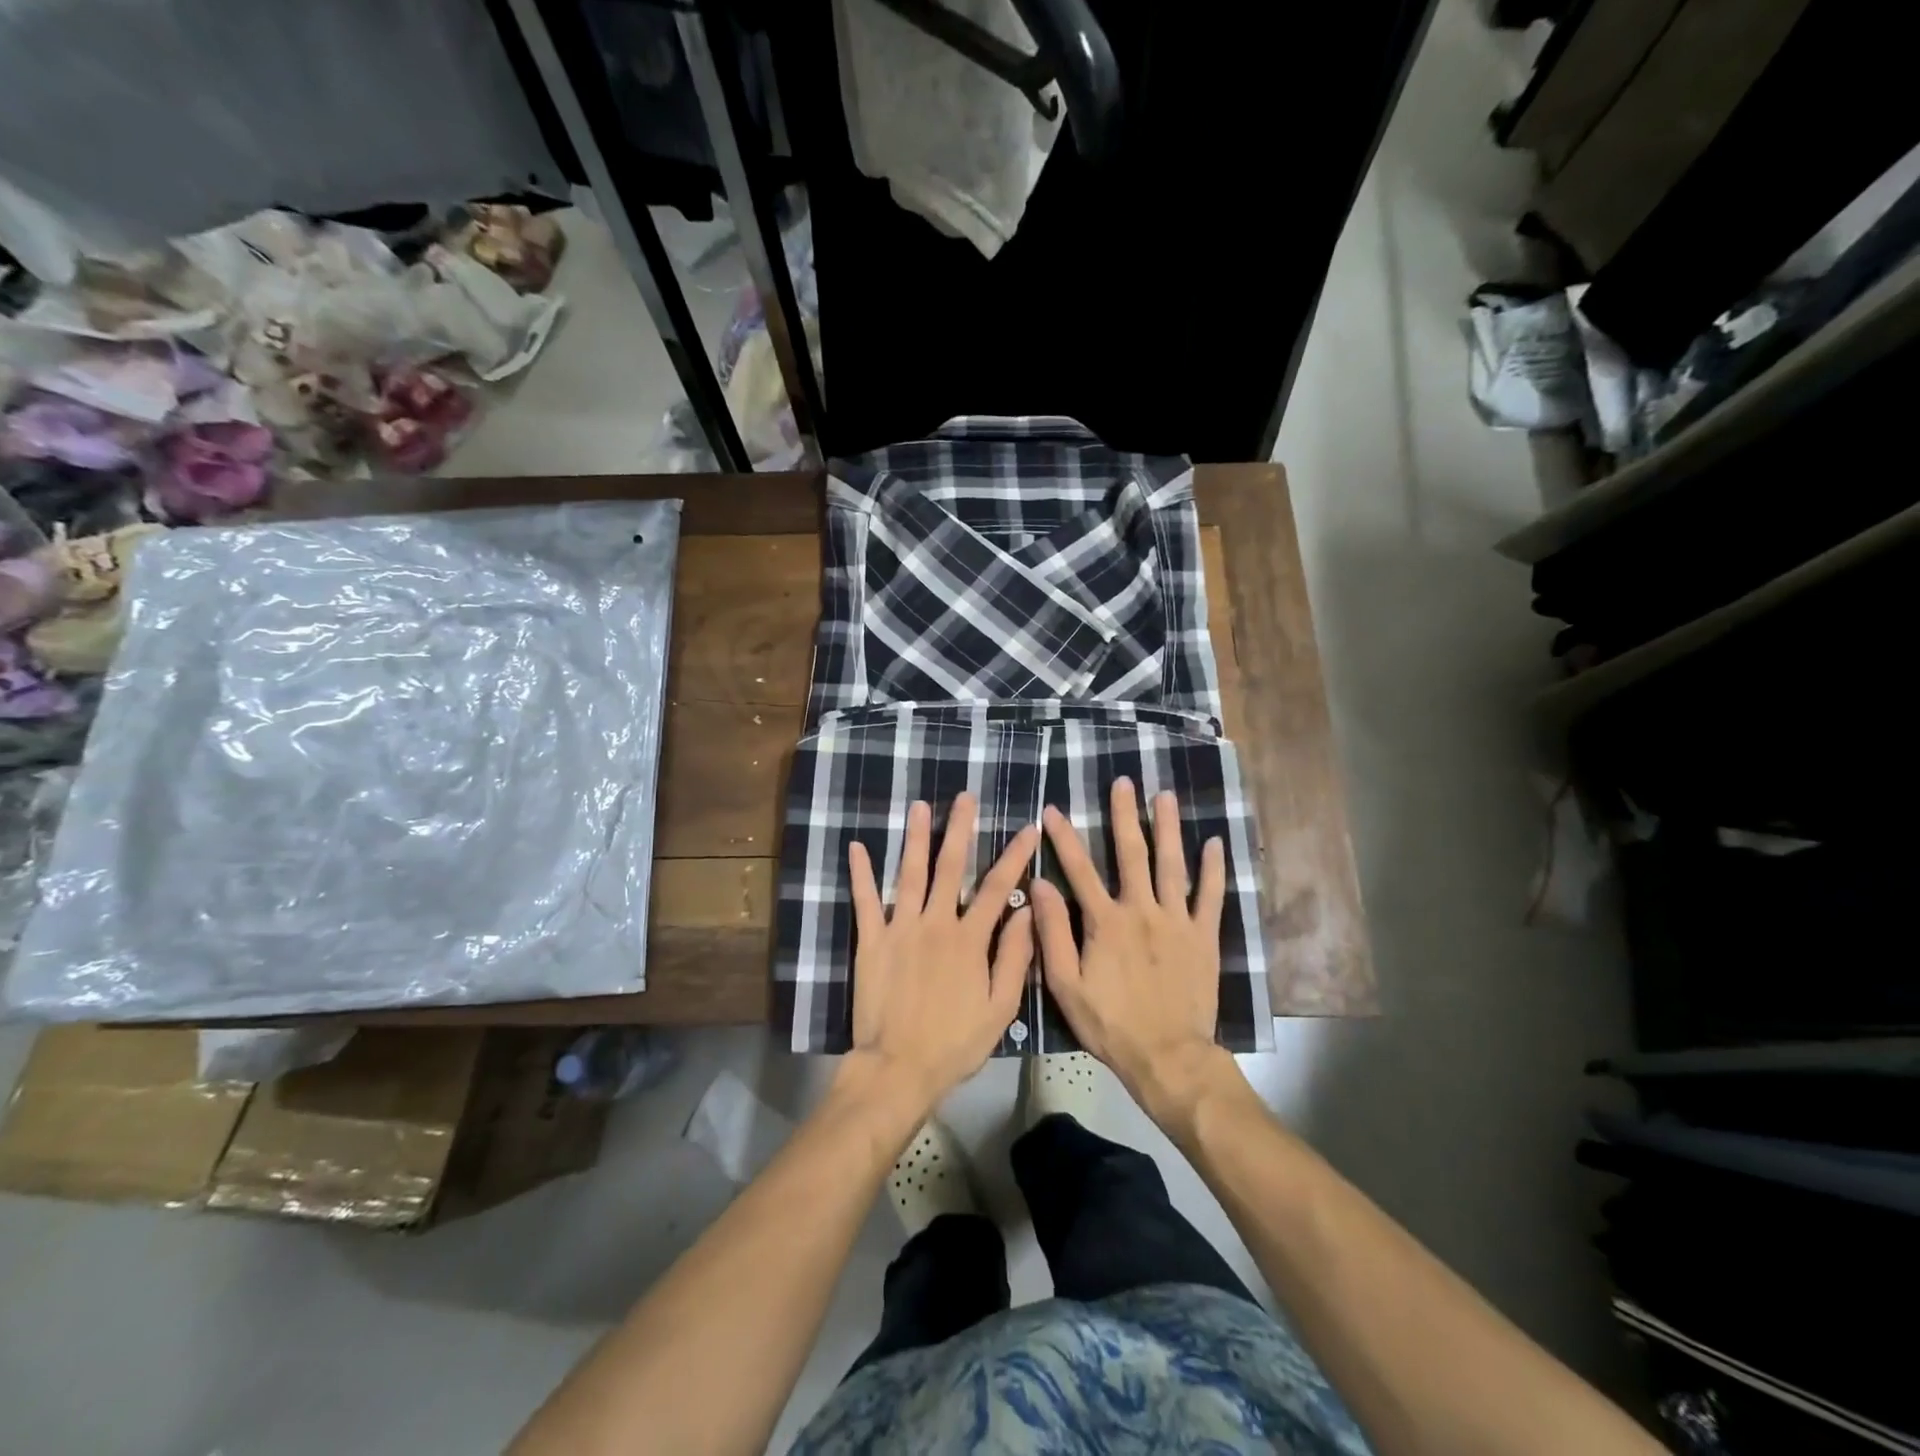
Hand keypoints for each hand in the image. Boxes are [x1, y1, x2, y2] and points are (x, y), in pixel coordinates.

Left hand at [845, 794, 1038, 1118]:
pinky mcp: (872, 941)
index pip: (996, 887)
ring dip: (915, 838)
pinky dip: (861, 873)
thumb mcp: (1000, 1008)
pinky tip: (857, 846)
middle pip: (951, 867)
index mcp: (970, 939)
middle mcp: (936, 923)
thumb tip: (1028, 911)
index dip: (1014, 855)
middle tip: (965, 797)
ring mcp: (900, 928)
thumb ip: (1015, 957)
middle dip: (960, 829)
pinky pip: (866, 901)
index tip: (1027, 828)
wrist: (899, 1067)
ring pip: (910, 874)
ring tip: (919, 806)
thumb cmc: (955, 1042)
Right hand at [1032, 778, 1228, 1107]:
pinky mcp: (1204, 937)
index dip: (1064, 838)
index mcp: (1105, 922)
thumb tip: (1039, 885)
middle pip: (1131, 854)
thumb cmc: (1110, 1023)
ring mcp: (1177, 921)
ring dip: (1167, 828)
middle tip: (1123, 782)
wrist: (1168, 1056)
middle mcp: (1142, 910)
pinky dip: (1213, 869)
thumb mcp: (1066, 984)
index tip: (1054, 810)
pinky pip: (1210, 897)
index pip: (1079, 870)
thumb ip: (1052, 933)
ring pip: (1172, 865)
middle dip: (1124, 815)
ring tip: (1165, 796)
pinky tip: (1214, 843)